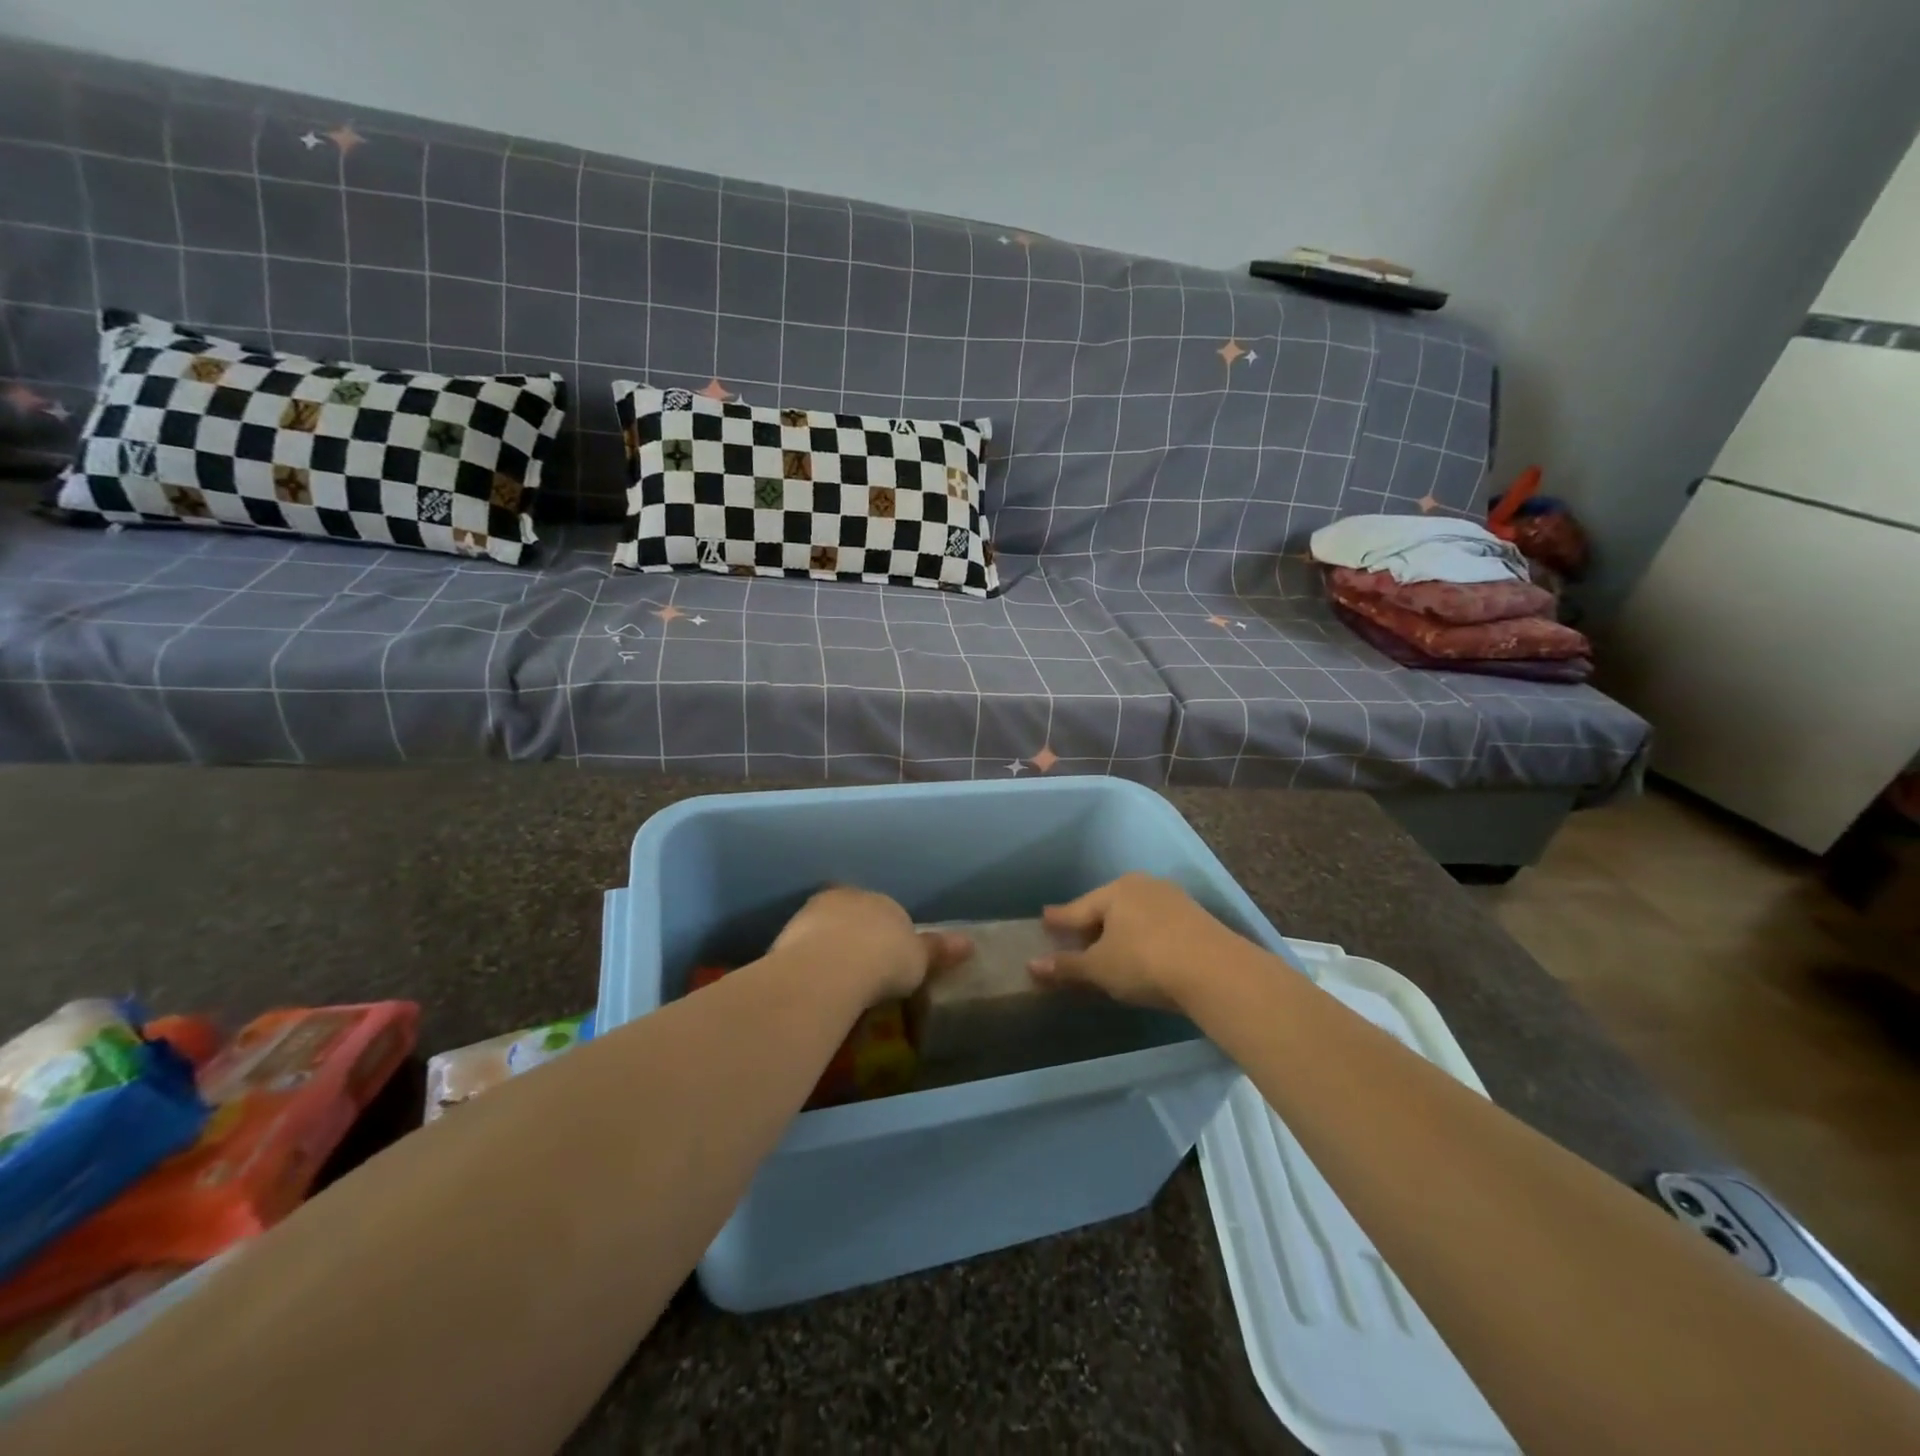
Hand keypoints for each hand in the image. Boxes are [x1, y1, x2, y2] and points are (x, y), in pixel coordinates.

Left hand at [771, 887, 970, 1004]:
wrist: (832, 966)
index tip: (886, 962)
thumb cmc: (885, 959)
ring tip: (833, 985)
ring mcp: (811, 914)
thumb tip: (970, 943)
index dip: (886, 936)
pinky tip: (812, 987)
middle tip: (859, 973)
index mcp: (881, 900)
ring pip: (823, 930)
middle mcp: (846, 897)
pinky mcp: (786, 935)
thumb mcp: (919, 959)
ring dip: (827, 949)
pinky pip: (801, 950)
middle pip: (851, 916)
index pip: (885, 912)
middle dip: (854, 937)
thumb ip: (939, 950)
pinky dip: (807, 964)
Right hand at [1029, 873, 1247, 1010]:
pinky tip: (1144, 952)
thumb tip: (1032, 965)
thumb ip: (1066, 966)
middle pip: (1107, 907)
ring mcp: (1173, 899)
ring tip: (1110, 946)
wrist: (1216, 971)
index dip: (1059, 918)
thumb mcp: (1100, 968)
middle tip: (1076, 936)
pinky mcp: (1196, 918)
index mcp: (1115, 891)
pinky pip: (1158, 924)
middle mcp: (1143, 886)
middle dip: (1092, 922)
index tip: (1045, 918)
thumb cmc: (1145, 963)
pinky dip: (1145, 937)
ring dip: (1121, 930)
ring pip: (1135, 914)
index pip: (1078, 908)